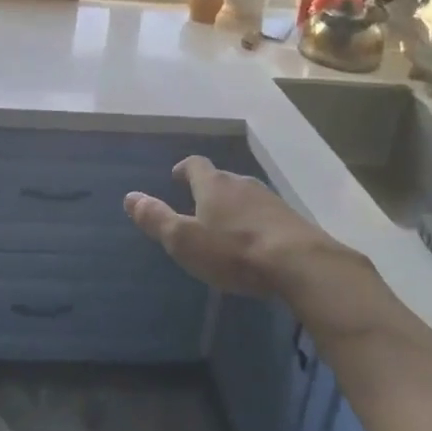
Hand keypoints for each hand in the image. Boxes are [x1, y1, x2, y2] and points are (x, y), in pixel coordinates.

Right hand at [124, 156, 358, 297]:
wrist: (301, 265)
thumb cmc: (233, 251)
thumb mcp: (184, 240)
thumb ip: (156, 218)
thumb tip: (130, 197)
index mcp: (214, 184)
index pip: (195, 164)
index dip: (184, 169)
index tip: (176, 176)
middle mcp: (242, 184)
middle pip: (222, 179)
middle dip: (209, 189)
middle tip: (198, 204)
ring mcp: (271, 200)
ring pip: (246, 196)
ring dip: (234, 206)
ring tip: (225, 224)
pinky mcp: (293, 221)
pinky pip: (266, 215)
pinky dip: (255, 222)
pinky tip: (255, 242)